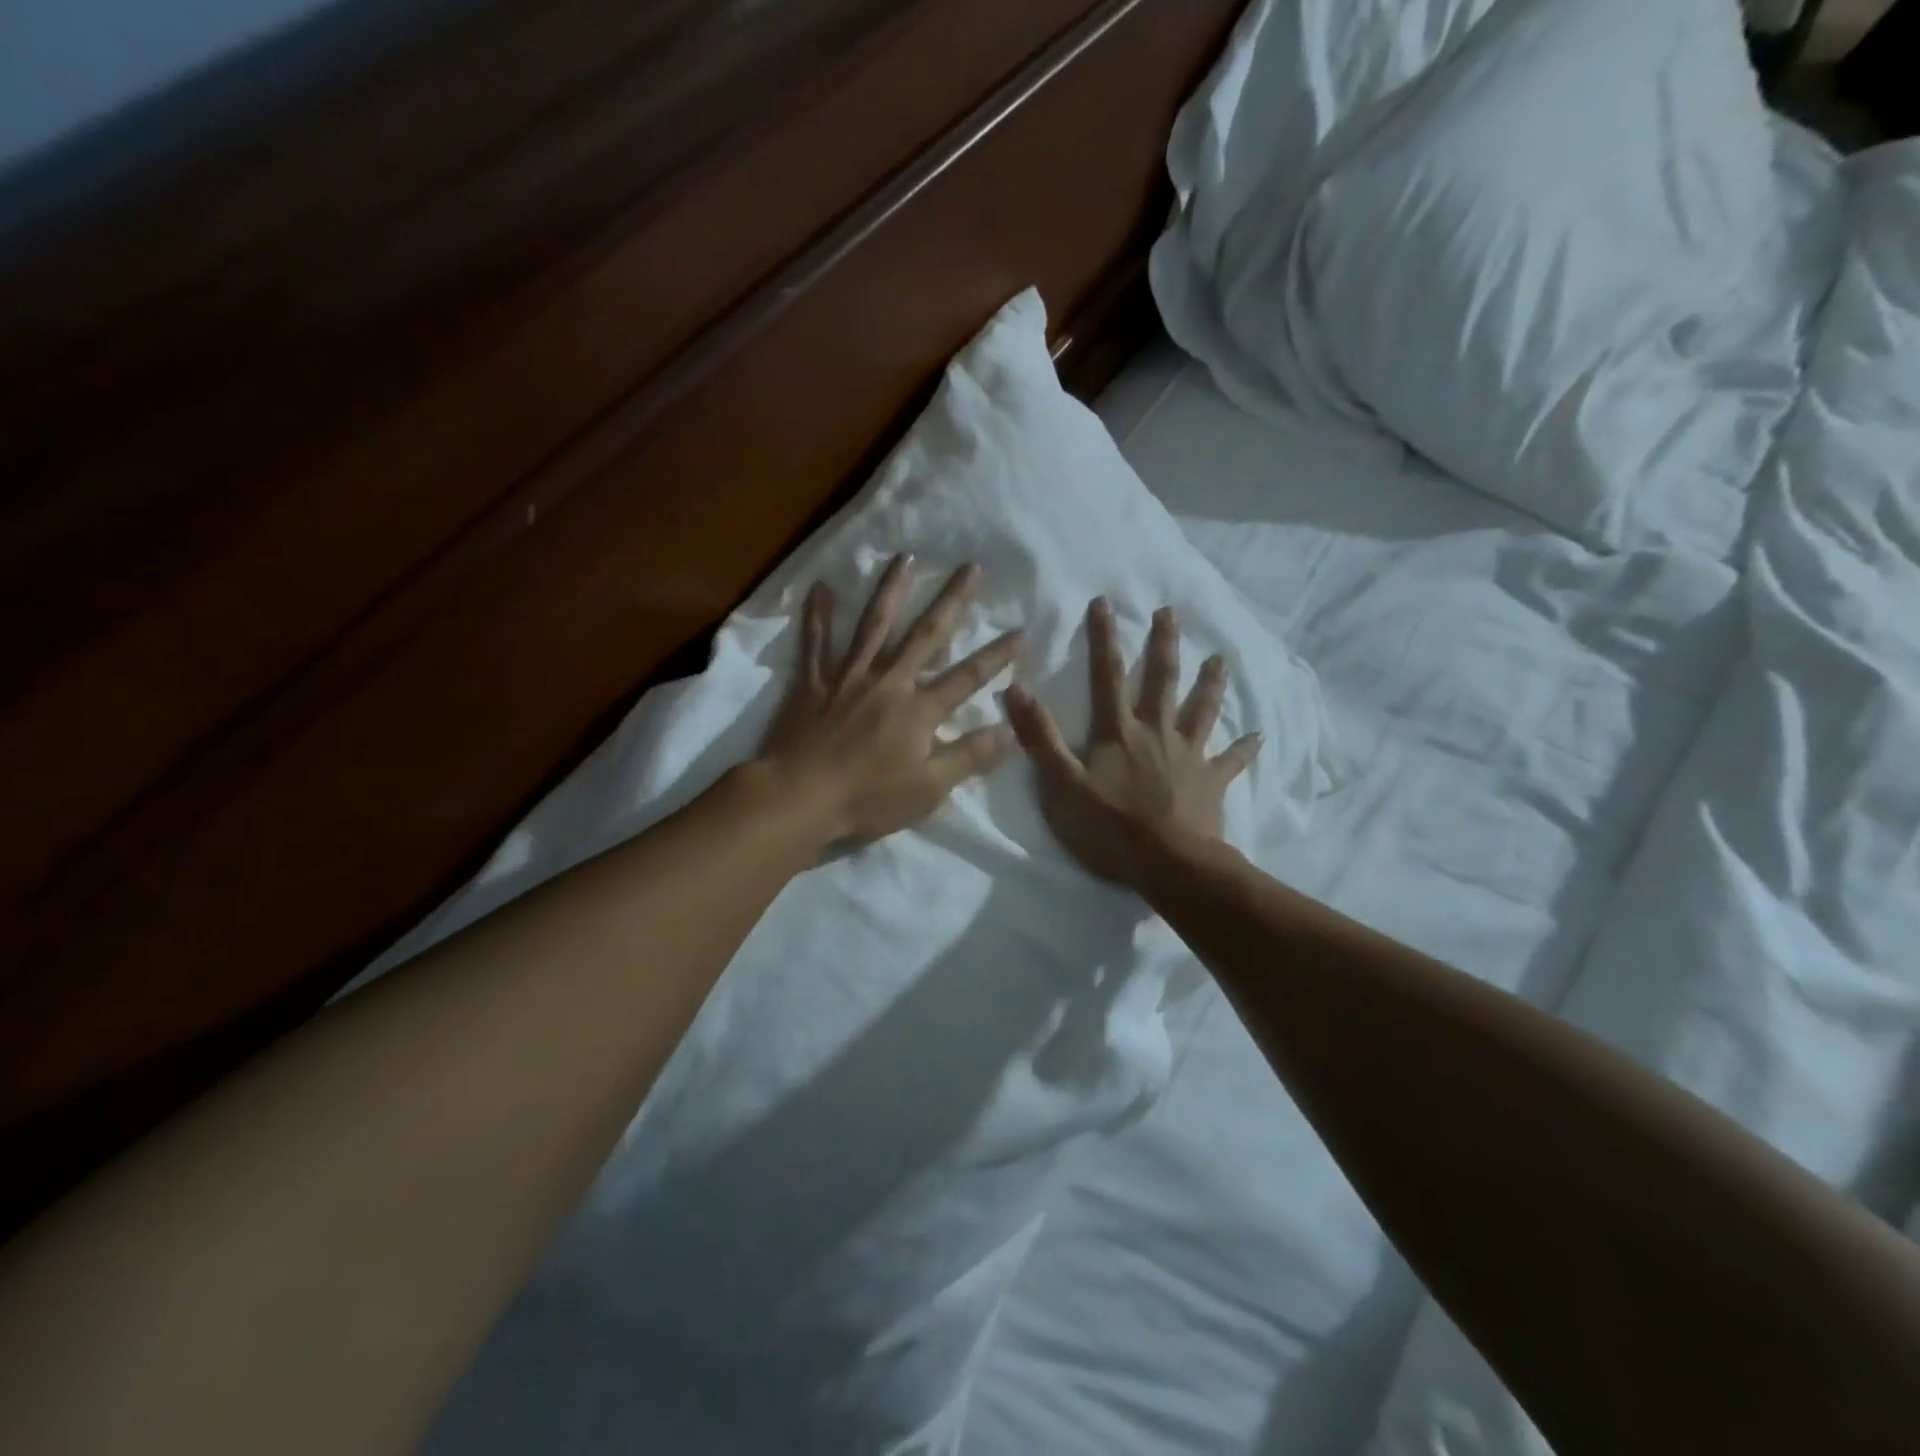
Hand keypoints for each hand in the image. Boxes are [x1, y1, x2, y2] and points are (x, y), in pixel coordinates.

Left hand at [757, 555, 1022, 842]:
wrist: (799, 797)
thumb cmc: (868, 798)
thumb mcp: (930, 789)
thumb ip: (970, 756)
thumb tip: (1011, 730)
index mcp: (919, 709)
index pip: (968, 677)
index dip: (997, 656)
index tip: (1021, 631)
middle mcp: (888, 682)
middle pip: (926, 635)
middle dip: (952, 601)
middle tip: (971, 567)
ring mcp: (848, 678)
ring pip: (873, 626)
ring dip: (891, 590)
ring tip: (905, 558)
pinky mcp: (814, 684)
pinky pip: (815, 644)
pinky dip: (818, 616)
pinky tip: (820, 586)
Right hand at [1005, 598, 1258, 886]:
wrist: (1168, 863)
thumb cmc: (1108, 826)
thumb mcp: (1060, 784)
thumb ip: (1039, 737)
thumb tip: (1016, 688)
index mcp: (1117, 731)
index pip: (1107, 676)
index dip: (1103, 638)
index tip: (1105, 602)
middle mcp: (1156, 732)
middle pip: (1161, 681)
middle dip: (1163, 645)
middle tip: (1169, 613)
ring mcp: (1188, 755)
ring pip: (1201, 710)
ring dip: (1209, 684)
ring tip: (1220, 659)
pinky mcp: (1210, 782)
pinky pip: (1231, 761)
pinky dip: (1244, 748)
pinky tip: (1259, 737)